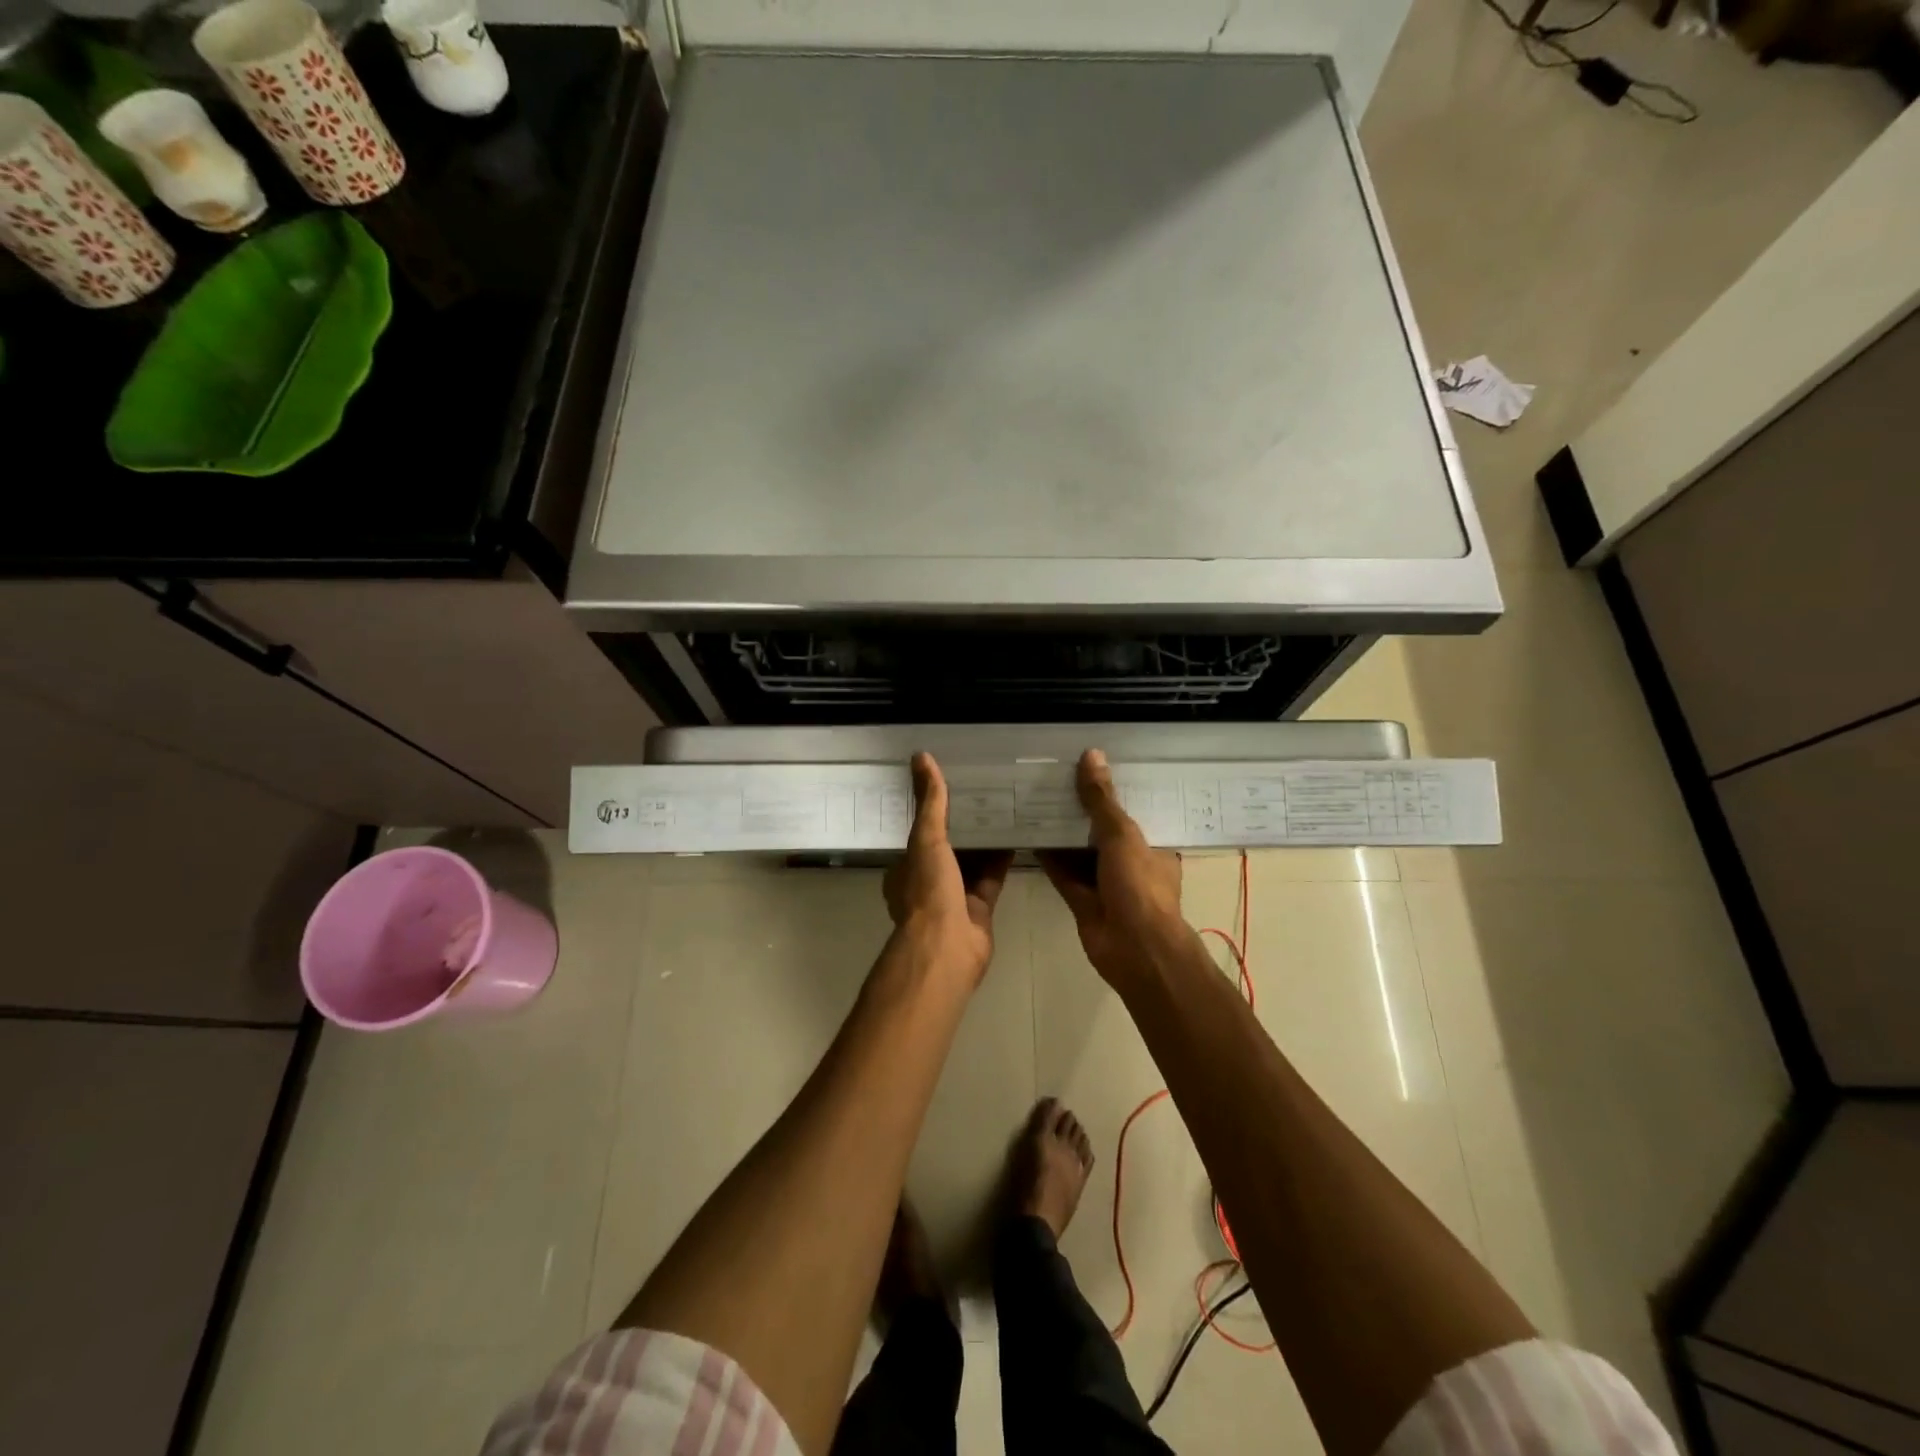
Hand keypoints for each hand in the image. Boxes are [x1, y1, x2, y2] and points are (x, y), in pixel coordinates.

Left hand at [884, 753, 1013, 985]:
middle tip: (984, 791)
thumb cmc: (928, 890)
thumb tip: (921, 756)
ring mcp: (954, 897)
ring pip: (971, 862)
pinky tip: (1017, 835)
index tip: (952, 785)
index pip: (919, 833)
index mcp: (906, 868)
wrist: (948, 947)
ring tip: (1004, 806)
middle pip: (947, 847)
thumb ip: (930, 801)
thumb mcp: (926, 838)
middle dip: (963, 824)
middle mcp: (927, 882)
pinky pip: (992, 877)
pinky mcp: (980, 908)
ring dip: (984, 840)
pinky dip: (1002, 859)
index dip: (933, 810)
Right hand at [1038, 749, 1186, 988]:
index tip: (1090, 765)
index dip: (1114, 790)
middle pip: (1102, 829)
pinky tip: (1029, 832)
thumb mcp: (1122, 835)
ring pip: (1080, 851)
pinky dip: (1049, 855)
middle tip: (1055, 776)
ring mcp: (1105, 883)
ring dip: (1062, 831)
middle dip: (1082, 809)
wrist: (1133, 949)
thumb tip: (1092, 754)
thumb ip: (1102, 800)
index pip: (1133, 810)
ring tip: (1036, 797)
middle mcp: (1130, 862)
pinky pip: (1063, 872)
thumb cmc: (1139, 886)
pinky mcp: (1082, 900)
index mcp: (1151, 845)